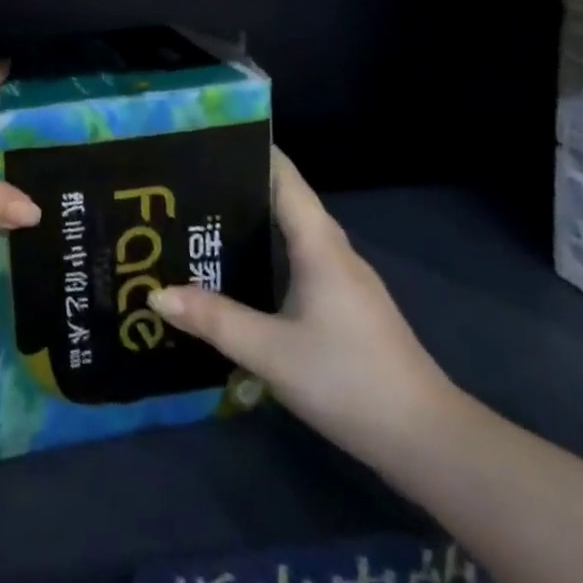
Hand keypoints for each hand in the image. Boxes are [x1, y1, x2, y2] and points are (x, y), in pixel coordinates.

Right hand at [149, 149, 454, 465]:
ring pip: (293, 232)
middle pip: (285, 200)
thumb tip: (155, 294)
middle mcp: (334, 251)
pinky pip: (299, 260)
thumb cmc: (349, 380)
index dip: (250, 151)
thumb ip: (214, 320)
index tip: (205, 140)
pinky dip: (268, 252)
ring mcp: (345, 280)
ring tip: (201, 222)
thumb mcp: (270, 352)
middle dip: (238, 186)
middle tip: (185, 185)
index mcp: (319, 245)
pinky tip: (240, 272)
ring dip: (253, 221)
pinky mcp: (347, 306)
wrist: (427, 442)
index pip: (284, 177)